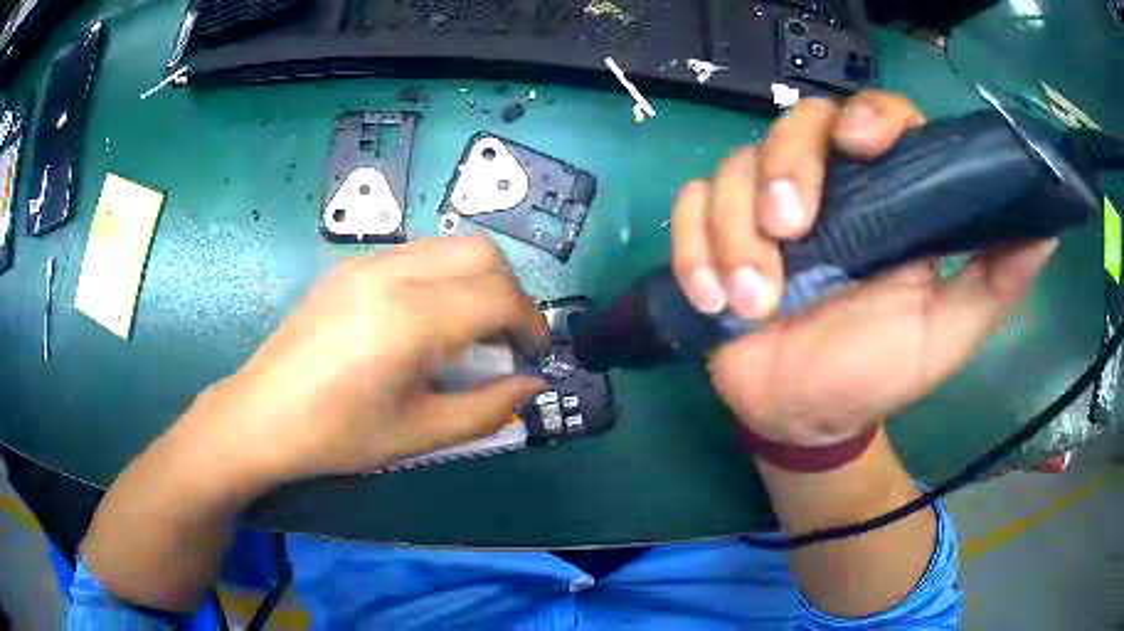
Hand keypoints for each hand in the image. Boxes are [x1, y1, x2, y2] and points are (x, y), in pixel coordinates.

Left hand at [192, 237, 547, 485]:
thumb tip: (532, 386)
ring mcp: (364, 263)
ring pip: (448, 246)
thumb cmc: (337, 436)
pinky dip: (442, 277)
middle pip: (480, 251)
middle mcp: (389, 275)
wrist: (260, 416)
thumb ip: (488, 409)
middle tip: (505, 339)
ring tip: (470, 330)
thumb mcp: (419, 435)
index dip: (531, 324)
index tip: (533, 356)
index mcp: (408, 321)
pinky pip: (415, 254)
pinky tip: (426, 321)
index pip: (498, 296)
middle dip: (510, 291)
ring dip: (476, 279)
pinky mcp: (347, 266)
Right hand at [671, 91, 1057, 445]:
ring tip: (754, 301)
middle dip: (788, 167)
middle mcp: (827, 189)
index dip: (868, 115)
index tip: (864, 145)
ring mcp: (763, 208)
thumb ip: (997, 280)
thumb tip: (1046, 230)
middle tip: (792, 229)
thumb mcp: (951, 332)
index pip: (876, 117)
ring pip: (734, 167)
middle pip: (796, 124)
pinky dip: (692, 245)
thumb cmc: (881, 373)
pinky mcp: (715, 236)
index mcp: (885, 198)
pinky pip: (688, 207)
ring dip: (736, 231)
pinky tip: (713, 296)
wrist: (809, 417)